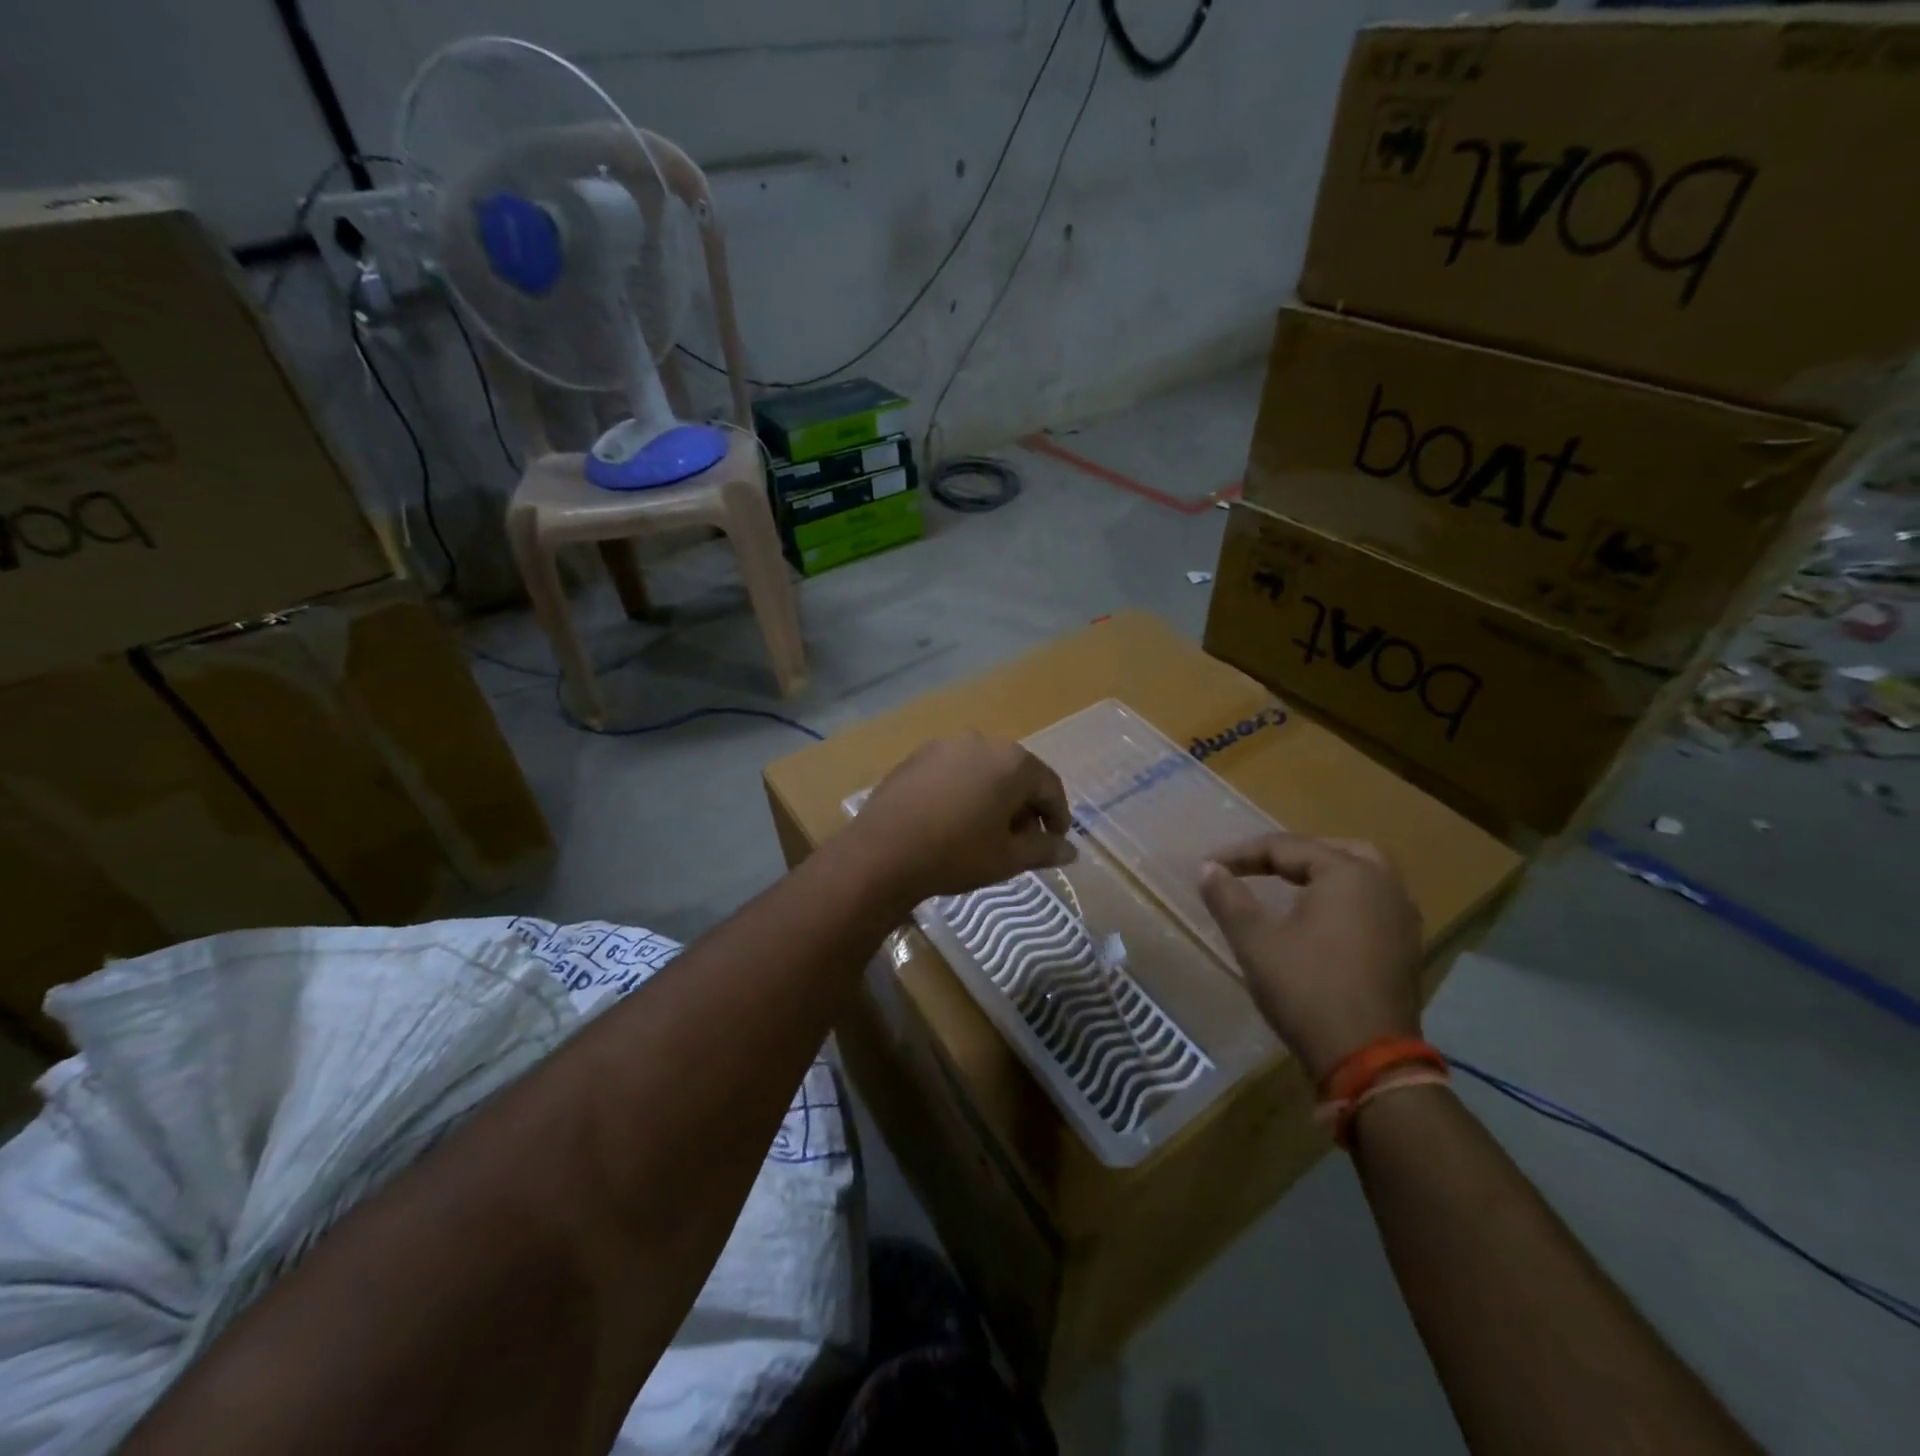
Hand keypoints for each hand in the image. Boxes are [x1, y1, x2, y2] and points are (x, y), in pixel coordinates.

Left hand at [851, 733, 1075, 906]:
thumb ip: (1044, 849)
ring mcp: (944, 746)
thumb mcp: (1008, 858)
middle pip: (1016, 774)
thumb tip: (1071, 850)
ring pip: (983, 771)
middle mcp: (981, 742)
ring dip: (993, 798)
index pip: (1049, 786)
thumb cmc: (956, 854)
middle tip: (1020, 842)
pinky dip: (963, 792)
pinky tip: (952, 821)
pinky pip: (953, 772)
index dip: (1058, 817)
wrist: (882, 853)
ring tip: (986, 833)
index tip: (1055, 842)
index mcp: (1012, 762)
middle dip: (1024, 807)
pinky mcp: (916, 757)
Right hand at [1198, 834, 1423, 1082]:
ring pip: (1362, 874)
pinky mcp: (1407, 947)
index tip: (1210, 866)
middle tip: (1258, 866)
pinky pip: (1373, 902)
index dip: (1242, 854)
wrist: (1369, 1061)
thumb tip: (1208, 869)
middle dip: (1292, 853)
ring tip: (1288, 885)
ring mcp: (1402, 917)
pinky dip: (1344, 898)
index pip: (1286, 847)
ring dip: (1323, 873)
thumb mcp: (1255, 942)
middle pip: (1334, 850)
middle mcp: (1383, 885)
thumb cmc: (1307, 991)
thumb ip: (1229, 899)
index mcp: (1348, 874)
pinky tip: (1320, 919)